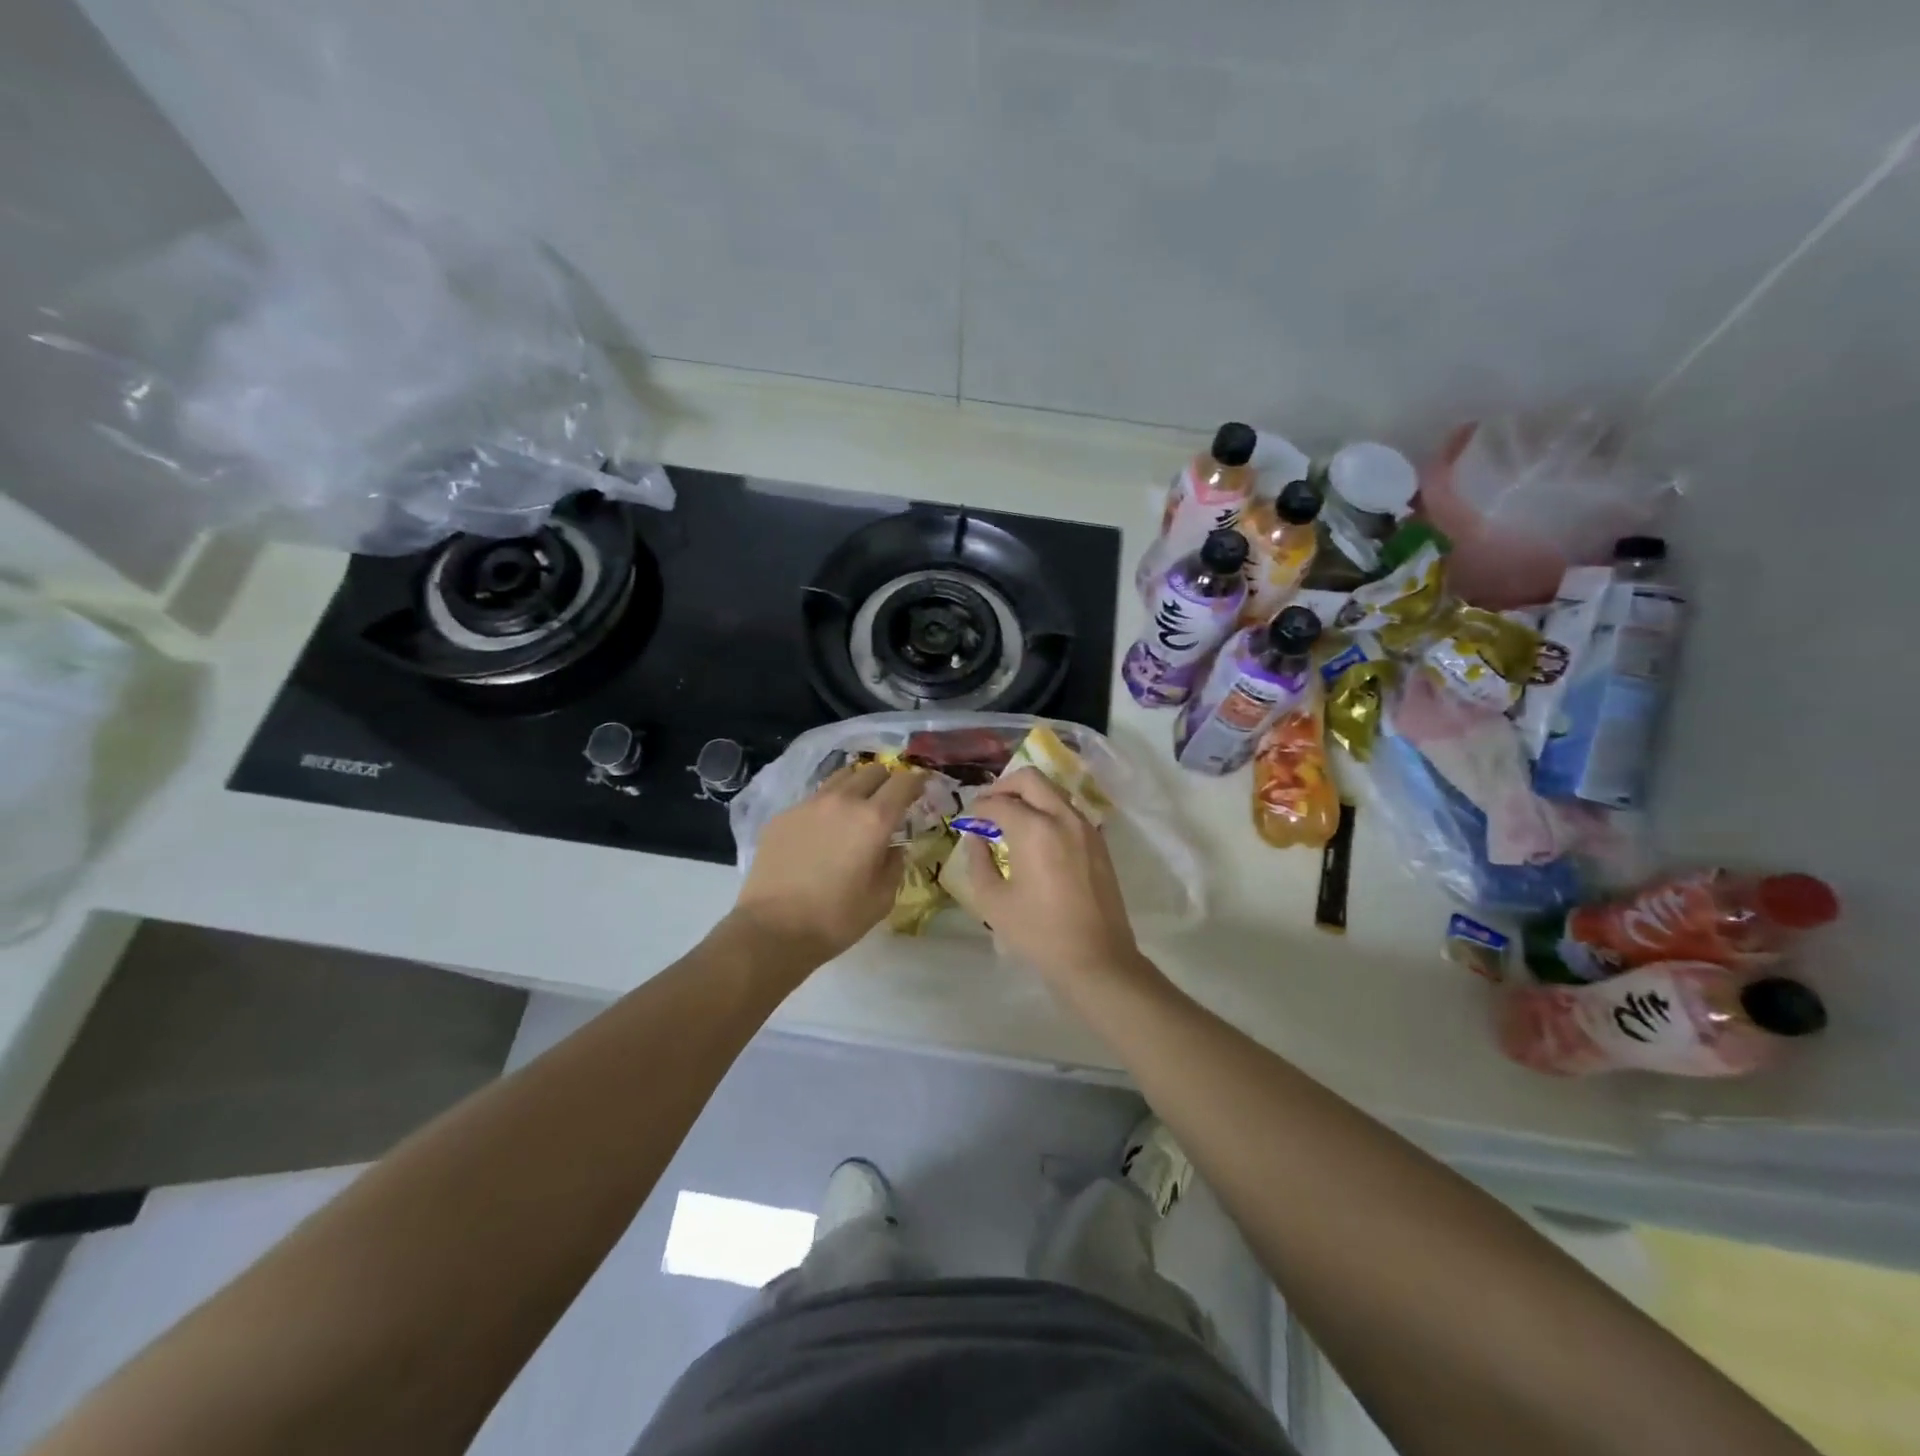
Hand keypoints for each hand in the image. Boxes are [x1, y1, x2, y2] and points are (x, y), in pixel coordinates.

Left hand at [732, 763, 925, 966]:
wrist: (772, 929)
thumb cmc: (836, 919)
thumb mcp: (882, 898)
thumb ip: (894, 864)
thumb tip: (893, 847)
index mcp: (874, 820)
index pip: (903, 782)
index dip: (916, 781)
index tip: (921, 786)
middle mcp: (843, 801)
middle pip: (872, 771)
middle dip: (887, 780)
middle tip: (889, 798)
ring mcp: (809, 804)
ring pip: (840, 777)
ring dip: (856, 785)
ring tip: (856, 805)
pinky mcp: (783, 815)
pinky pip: (813, 799)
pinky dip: (827, 805)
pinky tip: (823, 830)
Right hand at [958, 768, 1158, 1000]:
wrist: (1096, 959)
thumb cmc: (1038, 933)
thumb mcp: (993, 901)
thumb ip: (978, 861)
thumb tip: (976, 838)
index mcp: (1034, 829)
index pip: (998, 802)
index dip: (977, 808)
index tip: (968, 820)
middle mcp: (1062, 817)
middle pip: (1030, 779)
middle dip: (1004, 786)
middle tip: (988, 807)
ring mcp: (1086, 827)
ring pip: (1053, 791)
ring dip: (1028, 796)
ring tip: (1010, 821)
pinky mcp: (1099, 842)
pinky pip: (1068, 811)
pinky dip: (1048, 811)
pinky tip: (1036, 837)